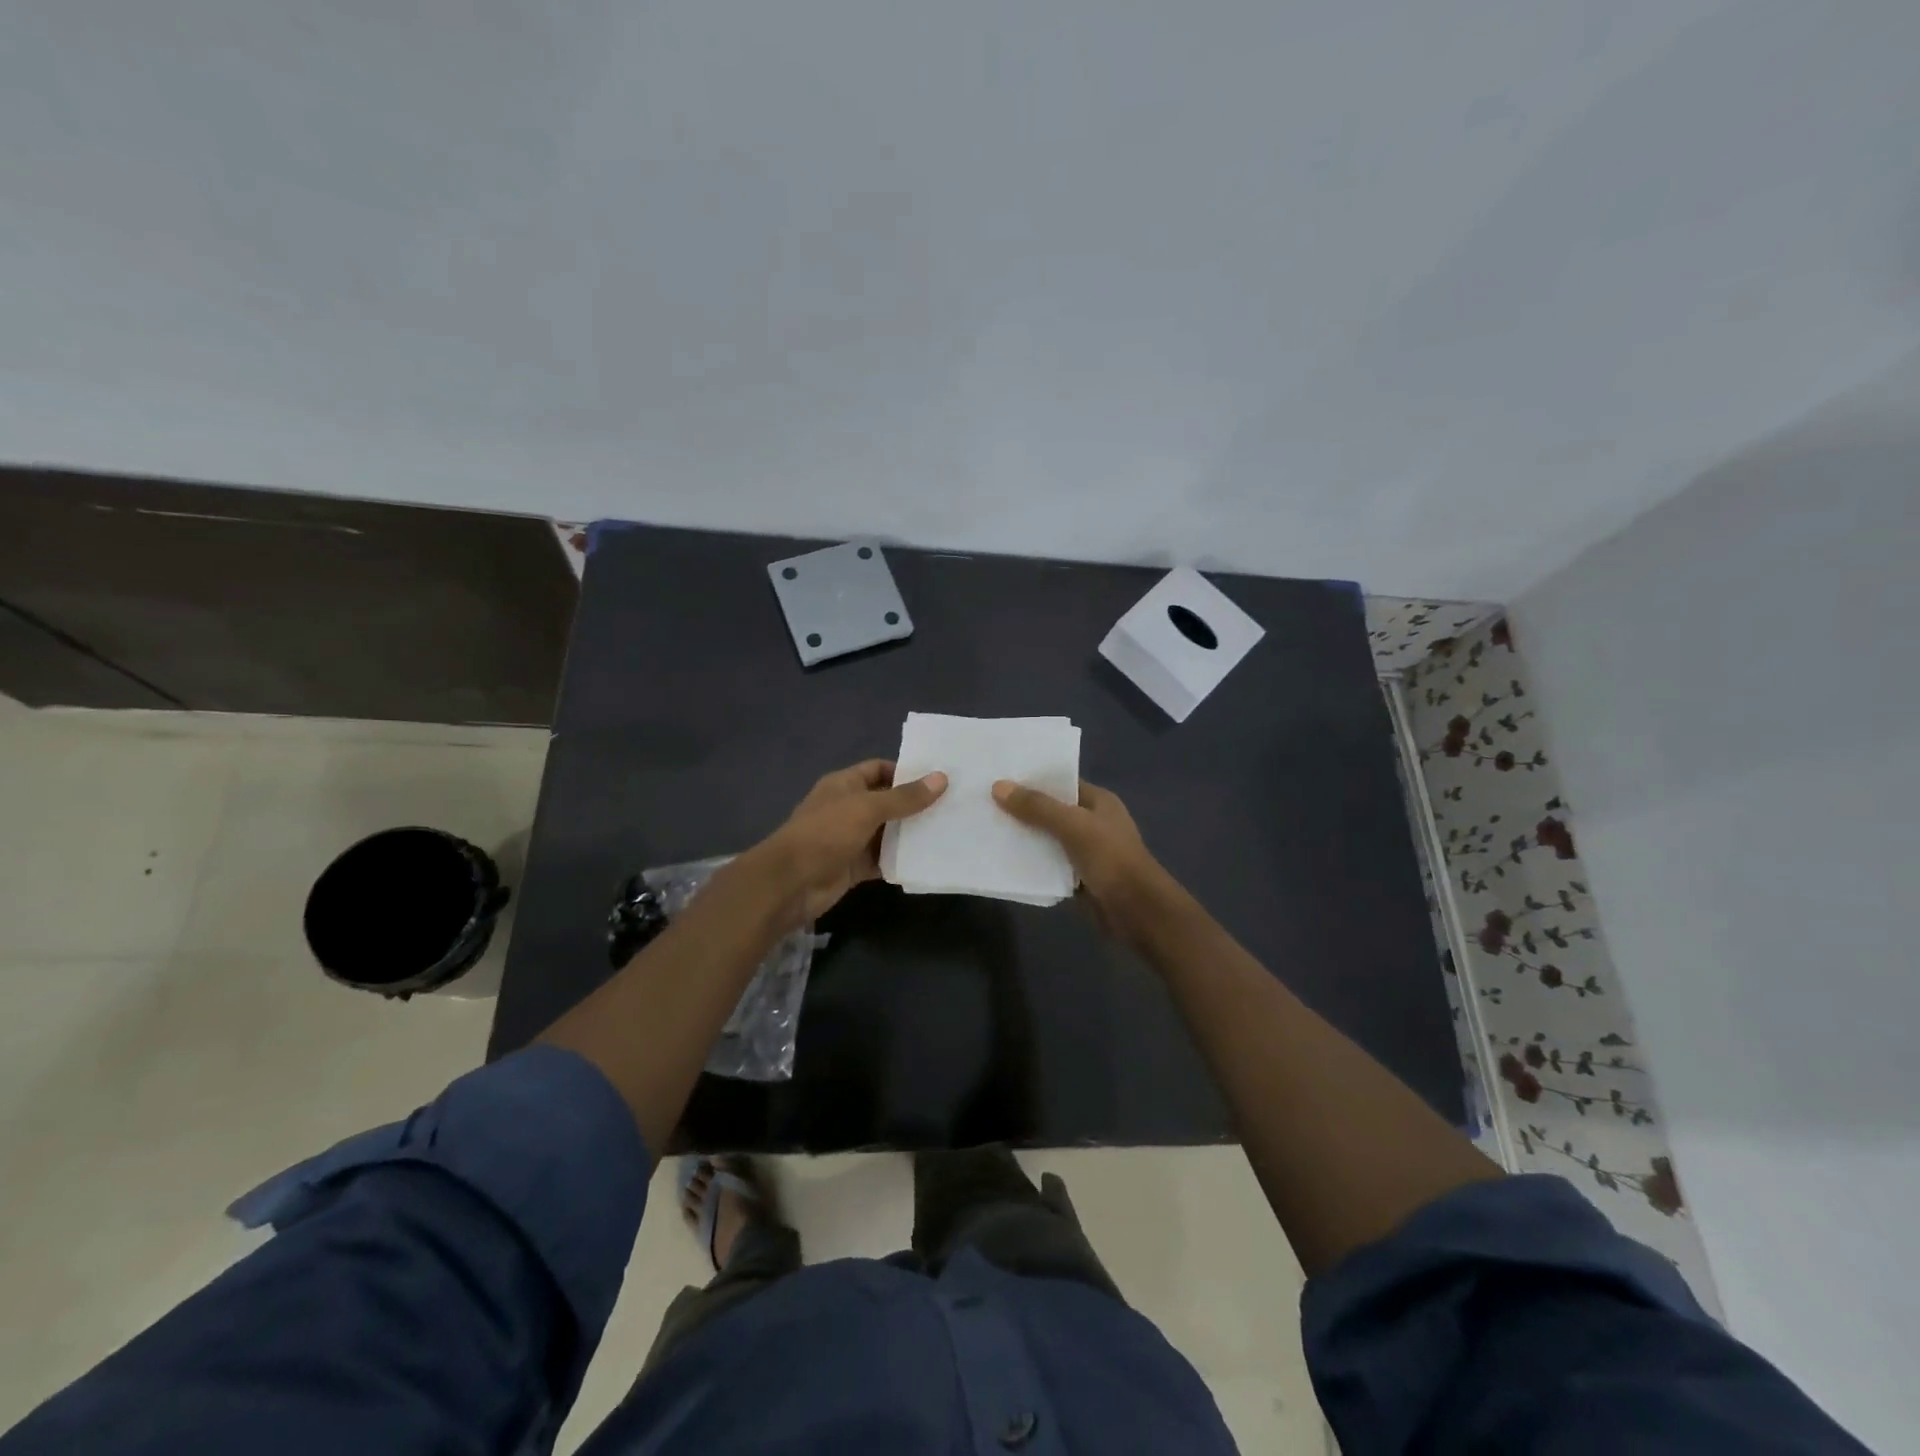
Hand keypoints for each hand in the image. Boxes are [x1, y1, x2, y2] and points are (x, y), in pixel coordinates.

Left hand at [749, 759, 946, 925]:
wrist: (791, 882)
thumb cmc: (826, 833)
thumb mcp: (868, 808)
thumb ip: (905, 797)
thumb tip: (942, 778)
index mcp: (844, 785)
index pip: (879, 769)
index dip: (905, 771)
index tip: (937, 778)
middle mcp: (848, 808)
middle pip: (887, 801)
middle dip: (914, 805)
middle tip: (952, 806)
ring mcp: (851, 839)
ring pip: (887, 833)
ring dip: (910, 834)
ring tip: (947, 831)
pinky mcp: (854, 866)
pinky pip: (883, 860)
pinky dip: (901, 860)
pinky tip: (927, 860)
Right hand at [991, 778, 1166, 930]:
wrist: (1138, 912)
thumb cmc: (1111, 859)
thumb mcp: (1073, 826)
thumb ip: (1037, 807)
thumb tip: (998, 786)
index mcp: (1099, 802)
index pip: (1062, 783)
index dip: (1033, 780)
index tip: (999, 778)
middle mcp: (1093, 822)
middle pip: (1052, 811)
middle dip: (1023, 810)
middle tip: (985, 804)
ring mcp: (1087, 851)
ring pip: (1049, 839)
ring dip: (1026, 837)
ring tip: (989, 829)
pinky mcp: (1080, 878)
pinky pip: (1051, 865)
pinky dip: (1033, 863)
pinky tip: (1006, 860)